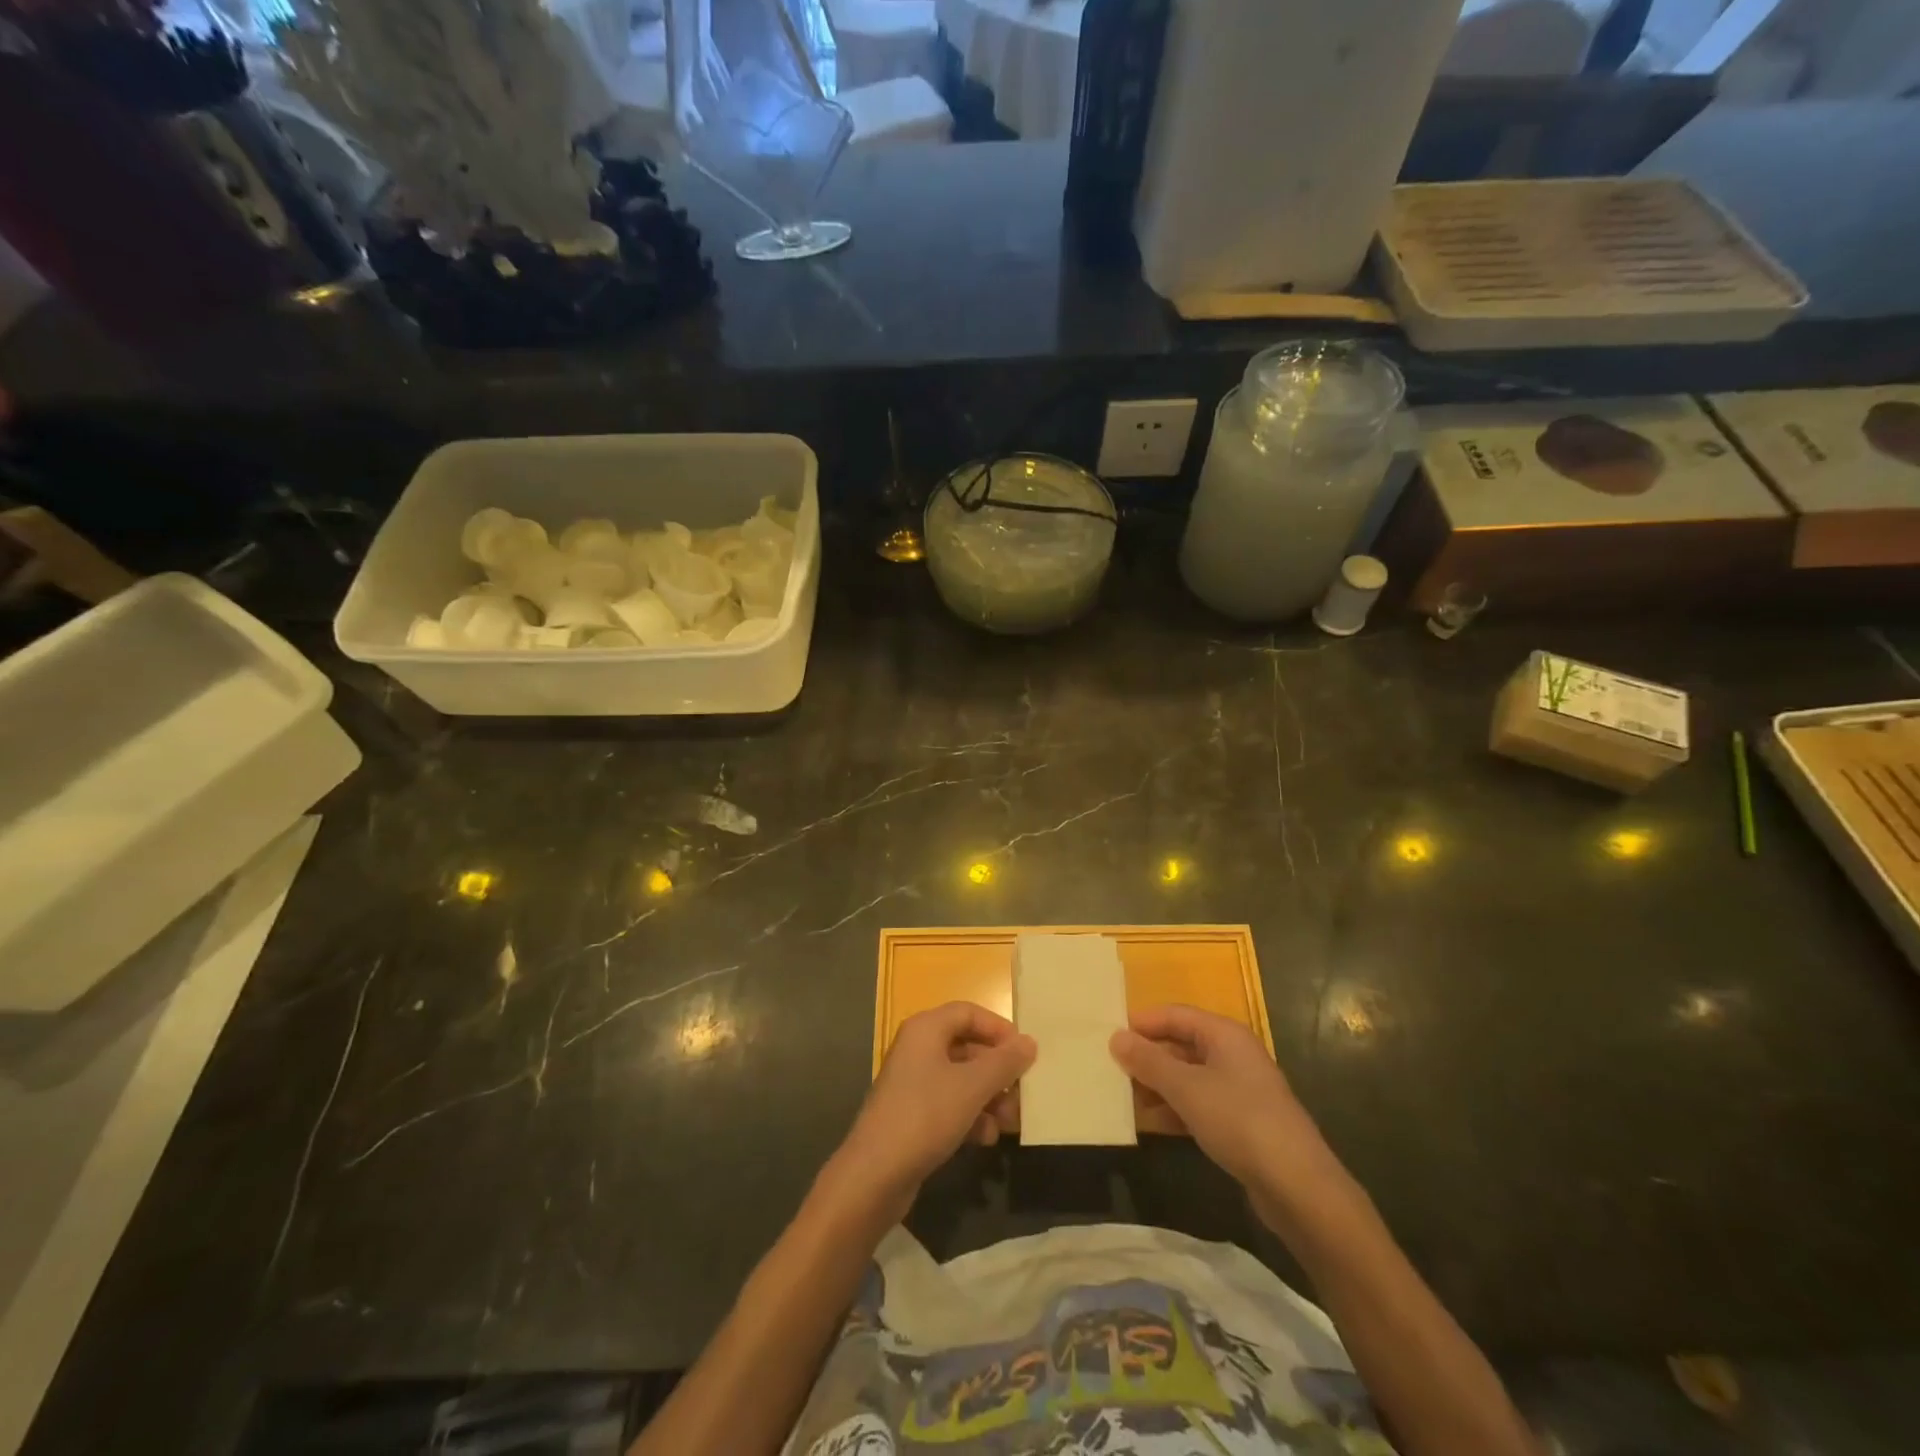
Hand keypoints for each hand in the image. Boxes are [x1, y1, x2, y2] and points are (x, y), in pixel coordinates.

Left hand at [826, 1003, 1035, 1224]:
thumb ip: (1004, 1062)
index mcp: (926, 1029)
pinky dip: (971, 1116)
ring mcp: (914, 1083)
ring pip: (962, 1079)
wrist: (875, 1175)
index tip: (1025, 1053)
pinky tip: (987, 1138)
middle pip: (968, 1047)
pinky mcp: (913, 1114)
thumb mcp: (972, 1086)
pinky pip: (950, 1104)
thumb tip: (1029, 1042)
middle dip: (998, 1071)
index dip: (999, 1029)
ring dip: (989, 1098)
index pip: (969, 1013)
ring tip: (1011, 1123)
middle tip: (1023, 1094)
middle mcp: (918, 1049)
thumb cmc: (925, 1115)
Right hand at [1111, 1006, 1342, 1219]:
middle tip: (1112, 1068)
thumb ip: (1149, 1061)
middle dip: (1148, 1056)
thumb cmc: (1239, 1120)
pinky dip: (1175, 1109)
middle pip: (1181, 1044)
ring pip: (1188, 1076)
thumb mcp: (1186, 1088)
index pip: (1175, 1014)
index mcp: (1224, 1034)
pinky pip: (1199, 1104)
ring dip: (1158, 1085)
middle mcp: (1233, 1054)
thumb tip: (1116, 1036)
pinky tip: (1151, 1123)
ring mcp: (1239, 1089)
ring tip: (1125, 1097)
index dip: (1143, 1022)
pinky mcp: (1241, 1122)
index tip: (1109, 1035)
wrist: (1298, 1186)